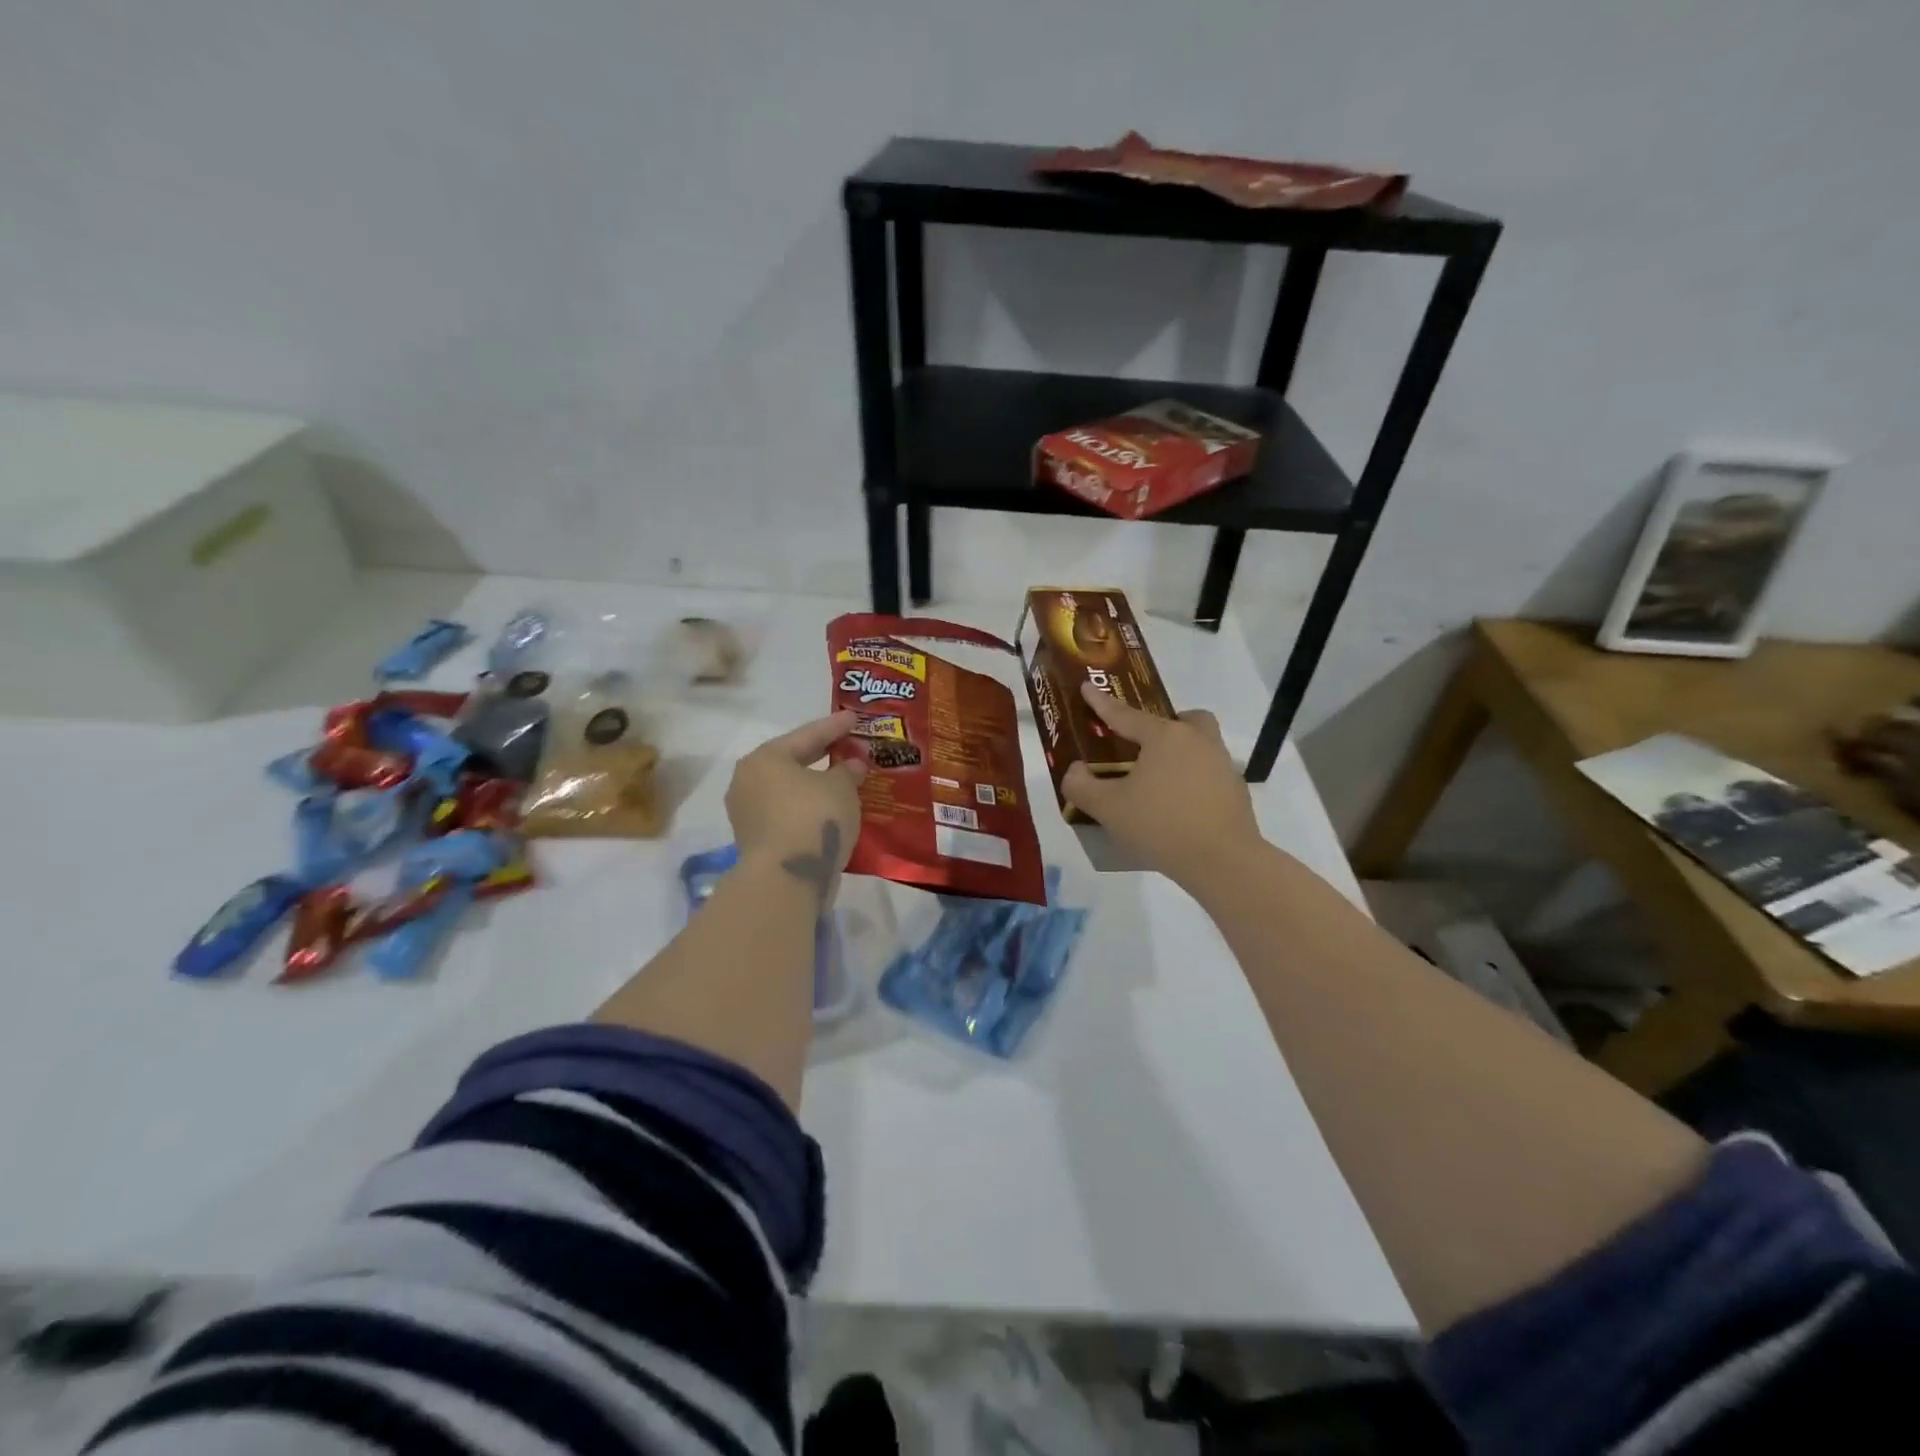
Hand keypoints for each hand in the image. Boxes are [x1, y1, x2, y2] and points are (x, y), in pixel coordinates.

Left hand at [726, 712, 866, 904]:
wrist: (787, 878)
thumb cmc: (814, 818)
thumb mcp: (841, 787)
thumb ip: (847, 770)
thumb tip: (850, 765)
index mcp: (765, 758)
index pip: (807, 735)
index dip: (835, 726)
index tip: (855, 718)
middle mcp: (748, 781)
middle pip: (792, 761)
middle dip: (823, 755)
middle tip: (849, 746)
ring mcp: (747, 813)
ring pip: (789, 790)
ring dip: (814, 785)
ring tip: (843, 780)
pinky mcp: (755, 840)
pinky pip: (787, 813)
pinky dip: (808, 808)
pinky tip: (830, 809)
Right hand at [1061, 682, 1262, 889]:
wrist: (1222, 860)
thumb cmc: (1160, 825)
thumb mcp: (1108, 808)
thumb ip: (1082, 786)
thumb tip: (1075, 770)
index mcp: (1164, 737)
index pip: (1125, 715)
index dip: (1102, 703)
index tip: (1087, 685)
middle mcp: (1197, 741)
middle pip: (1184, 720)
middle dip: (1165, 725)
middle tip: (1145, 745)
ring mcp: (1222, 765)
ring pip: (1201, 745)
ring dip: (1181, 754)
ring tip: (1159, 781)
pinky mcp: (1236, 791)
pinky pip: (1210, 773)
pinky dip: (1194, 781)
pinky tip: (1179, 806)